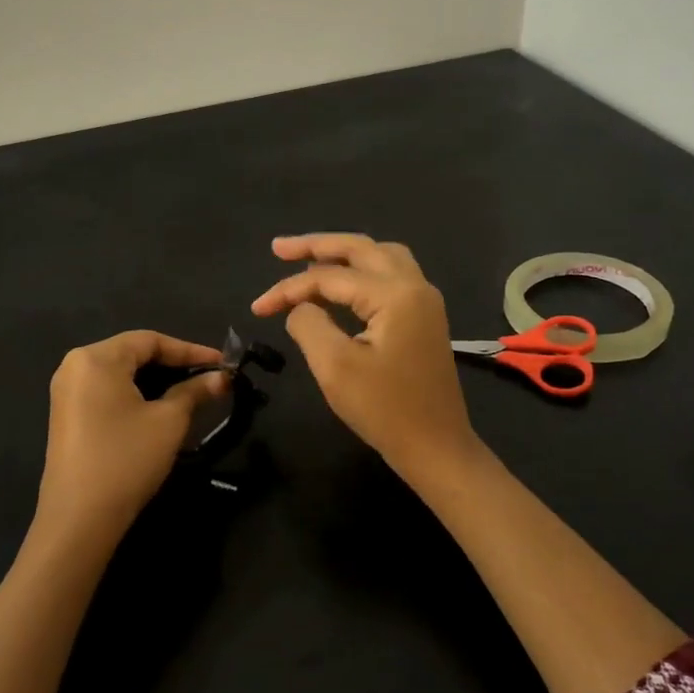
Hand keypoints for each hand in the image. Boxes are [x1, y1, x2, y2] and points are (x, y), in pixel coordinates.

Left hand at [34, 331, 227, 547]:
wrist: (79, 520)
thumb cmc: (126, 459)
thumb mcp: (169, 421)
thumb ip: (195, 391)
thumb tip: (223, 378)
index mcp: (96, 358)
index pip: (151, 340)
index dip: (191, 350)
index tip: (224, 364)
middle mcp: (75, 366)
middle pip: (134, 353)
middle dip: (175, 364)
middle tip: (211, 378)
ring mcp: (67, 392)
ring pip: (122, 373)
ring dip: (158, 380)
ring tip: (193, 392)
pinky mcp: (67, 416)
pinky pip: (108, 391)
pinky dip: (137, 394)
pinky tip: (161, 408)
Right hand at [251, 234, 479, 478]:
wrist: (436, 446)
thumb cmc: (384, 409)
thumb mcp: (334, 367)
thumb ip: (308, 324)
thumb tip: (300, 307)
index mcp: (395, 294)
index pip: (331, 277)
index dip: (289, 288)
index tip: (258, 307)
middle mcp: (415, 286)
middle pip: (360, 248)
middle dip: (316, 245)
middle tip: (278, 248)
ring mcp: (424, 301)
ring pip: (380, 257)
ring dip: (343, 254)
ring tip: (307, 262)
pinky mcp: (424, 318)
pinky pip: (391, 277)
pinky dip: (361, 272)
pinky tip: (340, 285)